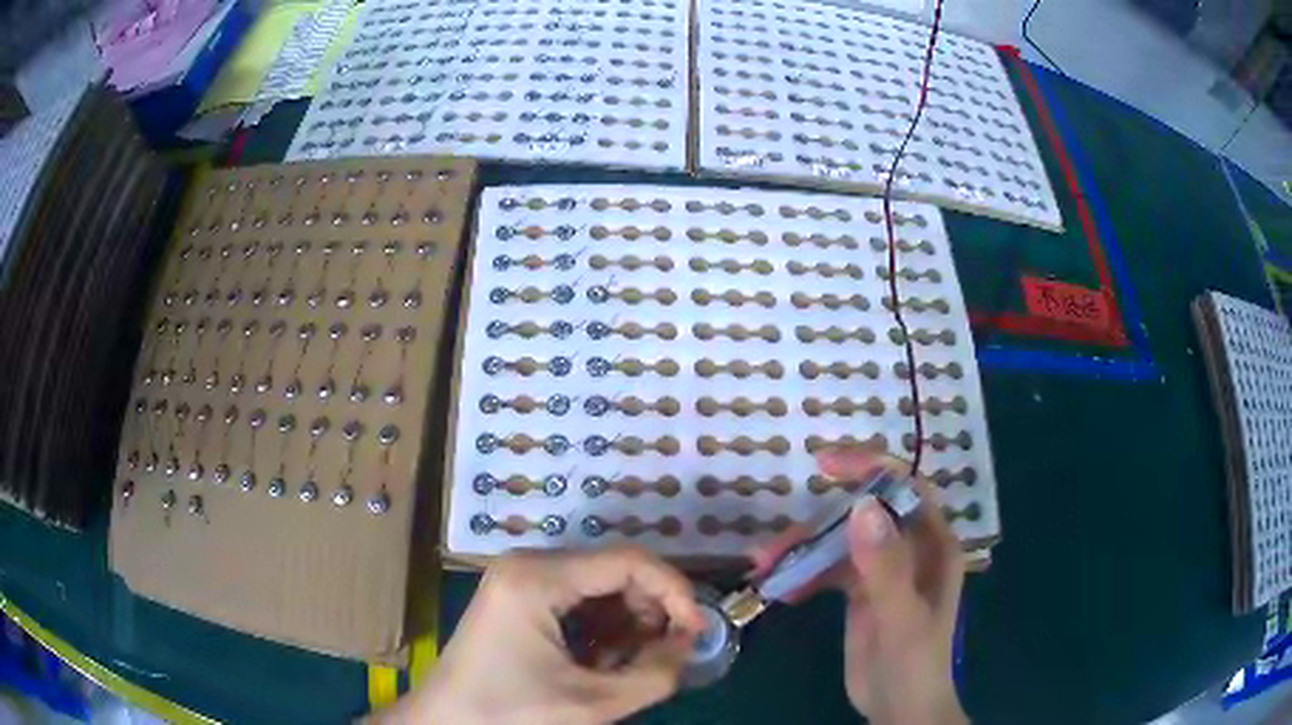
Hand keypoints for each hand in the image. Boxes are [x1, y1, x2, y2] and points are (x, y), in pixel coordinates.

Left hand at [380, 547, 703, 724]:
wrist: (445, 721)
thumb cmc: (510, 711)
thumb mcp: (591, 703)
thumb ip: (654, 675)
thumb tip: (689, 645)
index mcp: (539, 578)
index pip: (629, 561)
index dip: (675, 592)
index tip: (696, 631)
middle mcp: (529, 563)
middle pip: (615, 570)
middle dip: (650, 611)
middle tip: (663, 654)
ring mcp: (521, 577)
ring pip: (600, 585)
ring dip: (627, 623)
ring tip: (626, 665)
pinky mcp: (519, 595)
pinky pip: (578, 598)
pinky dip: (602, 627)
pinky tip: (600, 661)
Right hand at [750, 446, 967, 724]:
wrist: (898, 709)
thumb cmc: (912, 663)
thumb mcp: (900, 617)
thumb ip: (885, 567)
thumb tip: (862, 506)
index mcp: (933, 545)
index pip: (906, 488)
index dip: (871, 467)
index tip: (826, 465)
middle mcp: (910, 549)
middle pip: (864, 514)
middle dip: (821, 521)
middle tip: (778, 540)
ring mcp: (884, 570)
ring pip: (841, 542)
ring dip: (804, 549)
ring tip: (764, 565)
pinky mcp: (861, 592)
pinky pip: (829, 570)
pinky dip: (804, 574)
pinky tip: (781, 590)